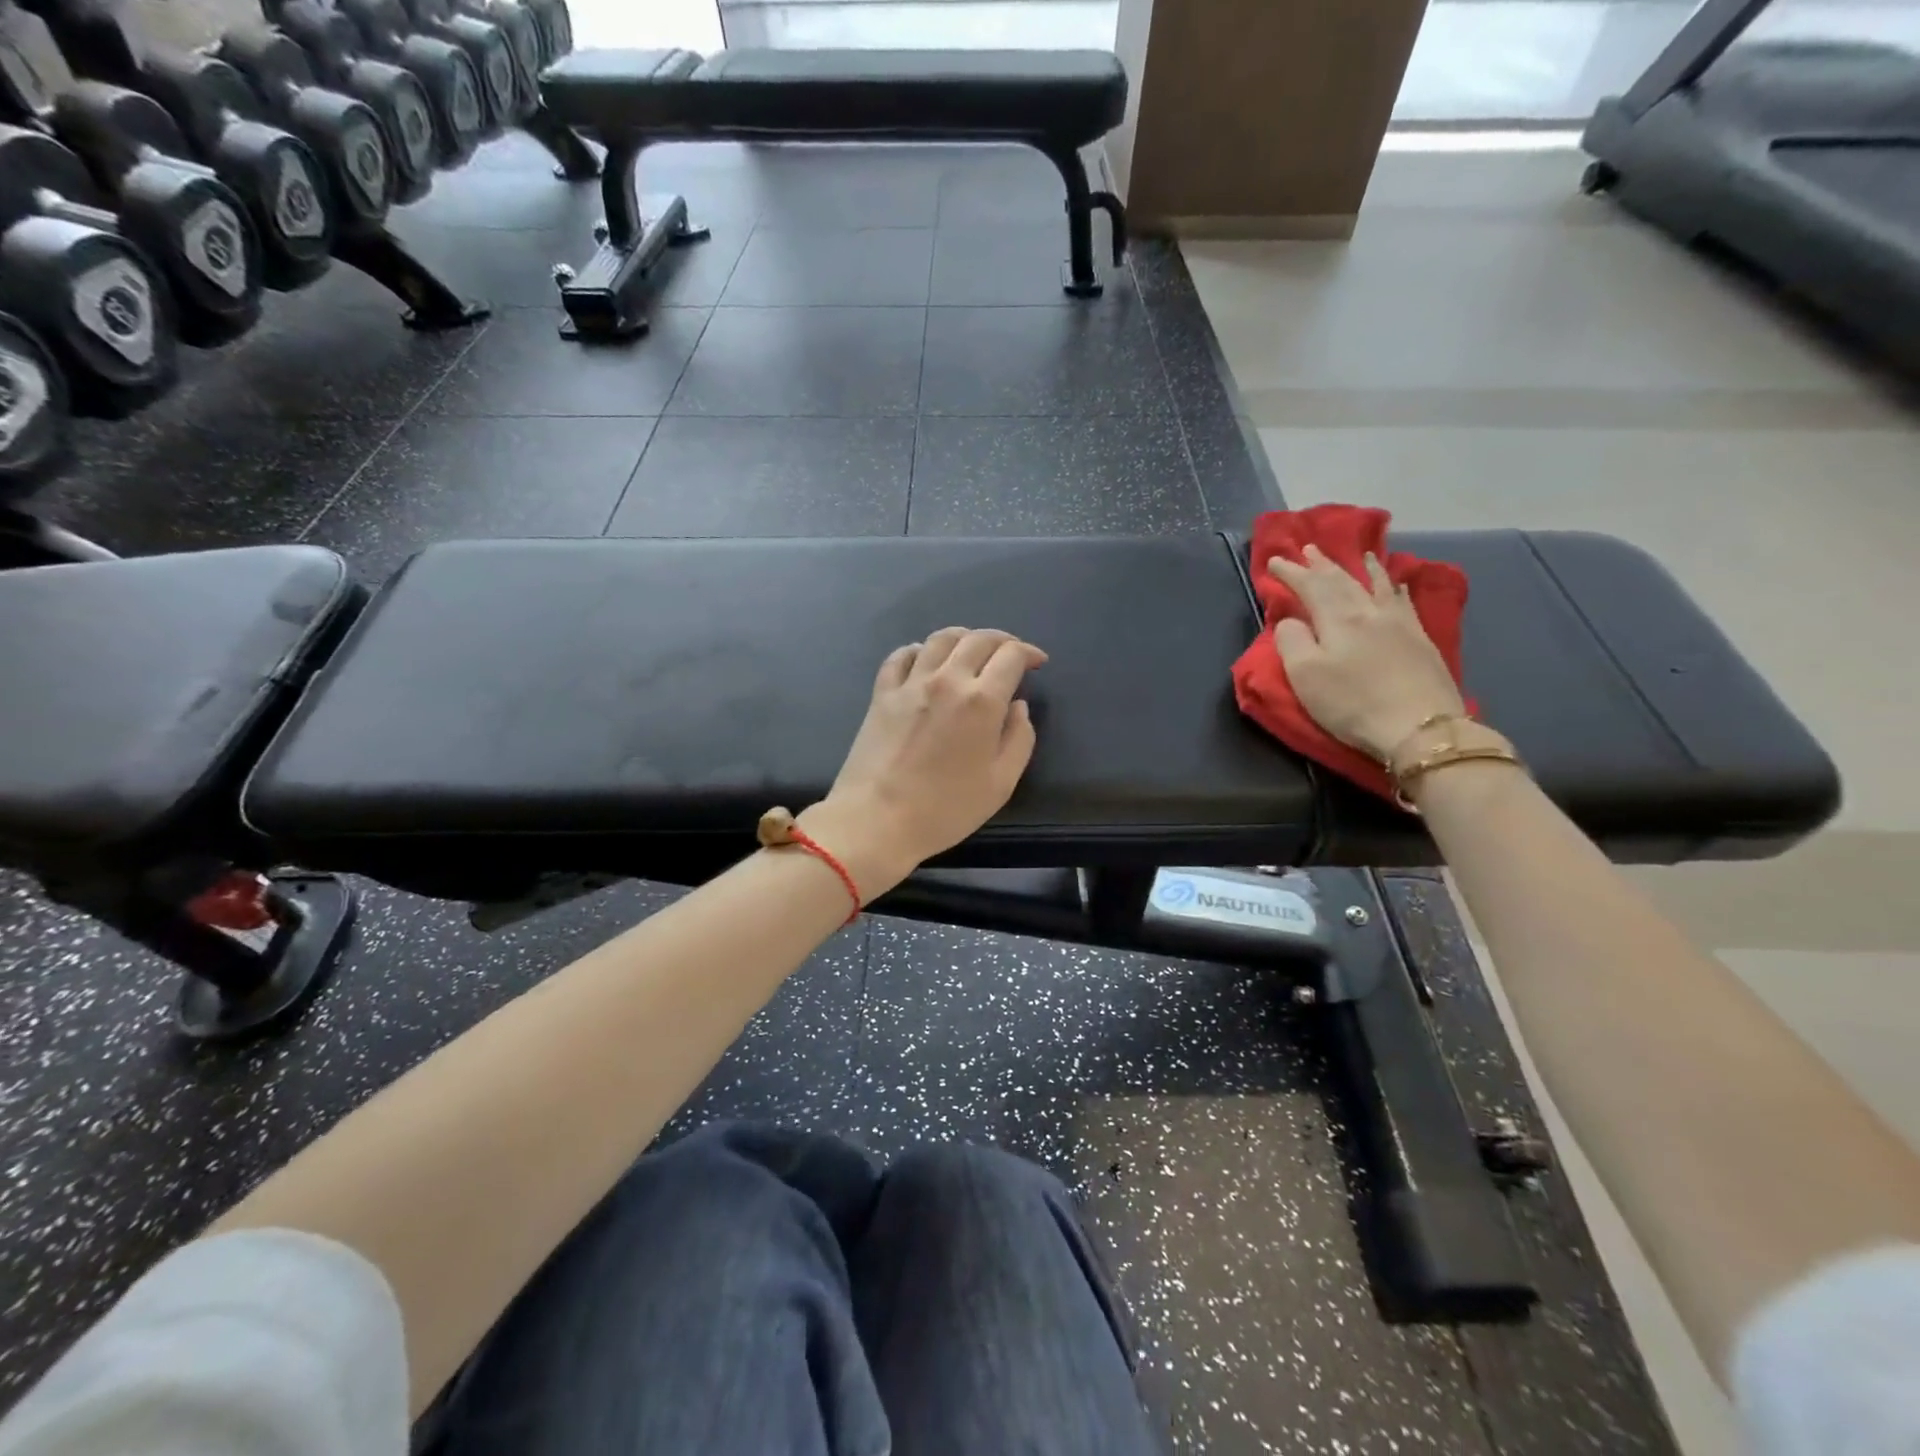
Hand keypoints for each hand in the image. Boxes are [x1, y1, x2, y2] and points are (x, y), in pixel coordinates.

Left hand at [800, 628, 1046, 897]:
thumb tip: (1017, 706)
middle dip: (1002, 640)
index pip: (1010, 655)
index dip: (1028, 653)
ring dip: (963, 637)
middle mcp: (947, 680)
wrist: (877, 819)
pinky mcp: (882, 694)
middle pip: (978, 639)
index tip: (1036, 663)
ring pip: (940, 639)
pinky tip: (924, 659)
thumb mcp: (1001, 783)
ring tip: (972, 649)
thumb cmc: (945, 809)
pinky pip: (900, 656)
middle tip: (1010, 654)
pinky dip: (918, 650)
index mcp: (982, 700)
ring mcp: (910, 683)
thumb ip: (1019, 739)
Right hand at [1268, 545, 1465, 761]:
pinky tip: (1397, 585)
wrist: (1421, 726)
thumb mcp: (1305, 676)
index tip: (1274, 561)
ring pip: (1377, 586)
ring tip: (1359, 554)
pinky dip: (1394, 588)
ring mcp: (1400, 624)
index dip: (1291, 573)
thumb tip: (1290, 620)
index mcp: (1338, 619)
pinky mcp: (1421, 640)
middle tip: (1309, 549)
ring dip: (1363, 569)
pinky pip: (1404, 601)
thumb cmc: (1352, 703)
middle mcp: (1369, 612)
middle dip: (1323, 565)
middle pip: (1343, 581)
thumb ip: (1292, 641)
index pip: (1310, 586)